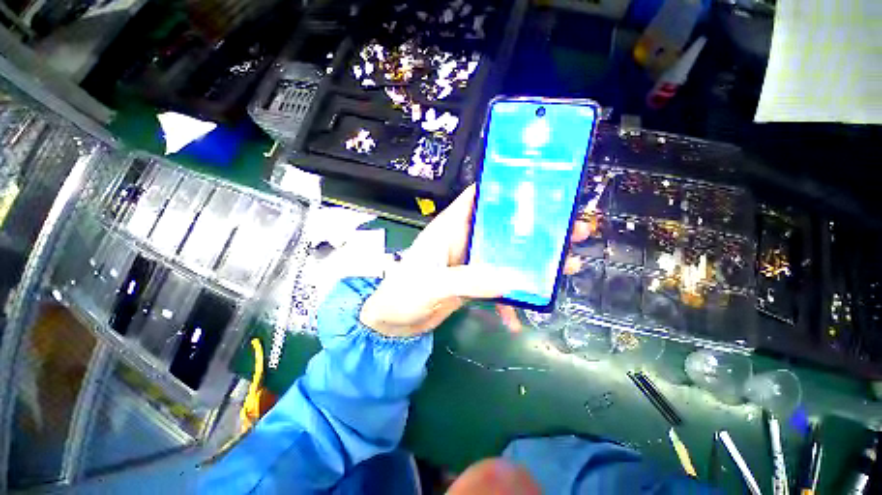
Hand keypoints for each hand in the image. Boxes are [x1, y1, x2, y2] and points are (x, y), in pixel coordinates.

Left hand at [359, 185, 591, 336]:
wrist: (392, 323)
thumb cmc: (402, 294)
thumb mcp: (433, 284)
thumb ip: (469, 280)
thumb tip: (511, 279)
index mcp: (450, 228)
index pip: (478, 198)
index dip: (505, 189)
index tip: (540, 189)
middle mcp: (463, 240)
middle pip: (502, 227)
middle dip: (533, 228)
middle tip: (569, 230)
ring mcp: (470, 262)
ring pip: (505, 255)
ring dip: (530, 262)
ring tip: (564, 265)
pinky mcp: (472, 282)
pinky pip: (497, 283)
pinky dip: (508, 297)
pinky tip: (518, 316)